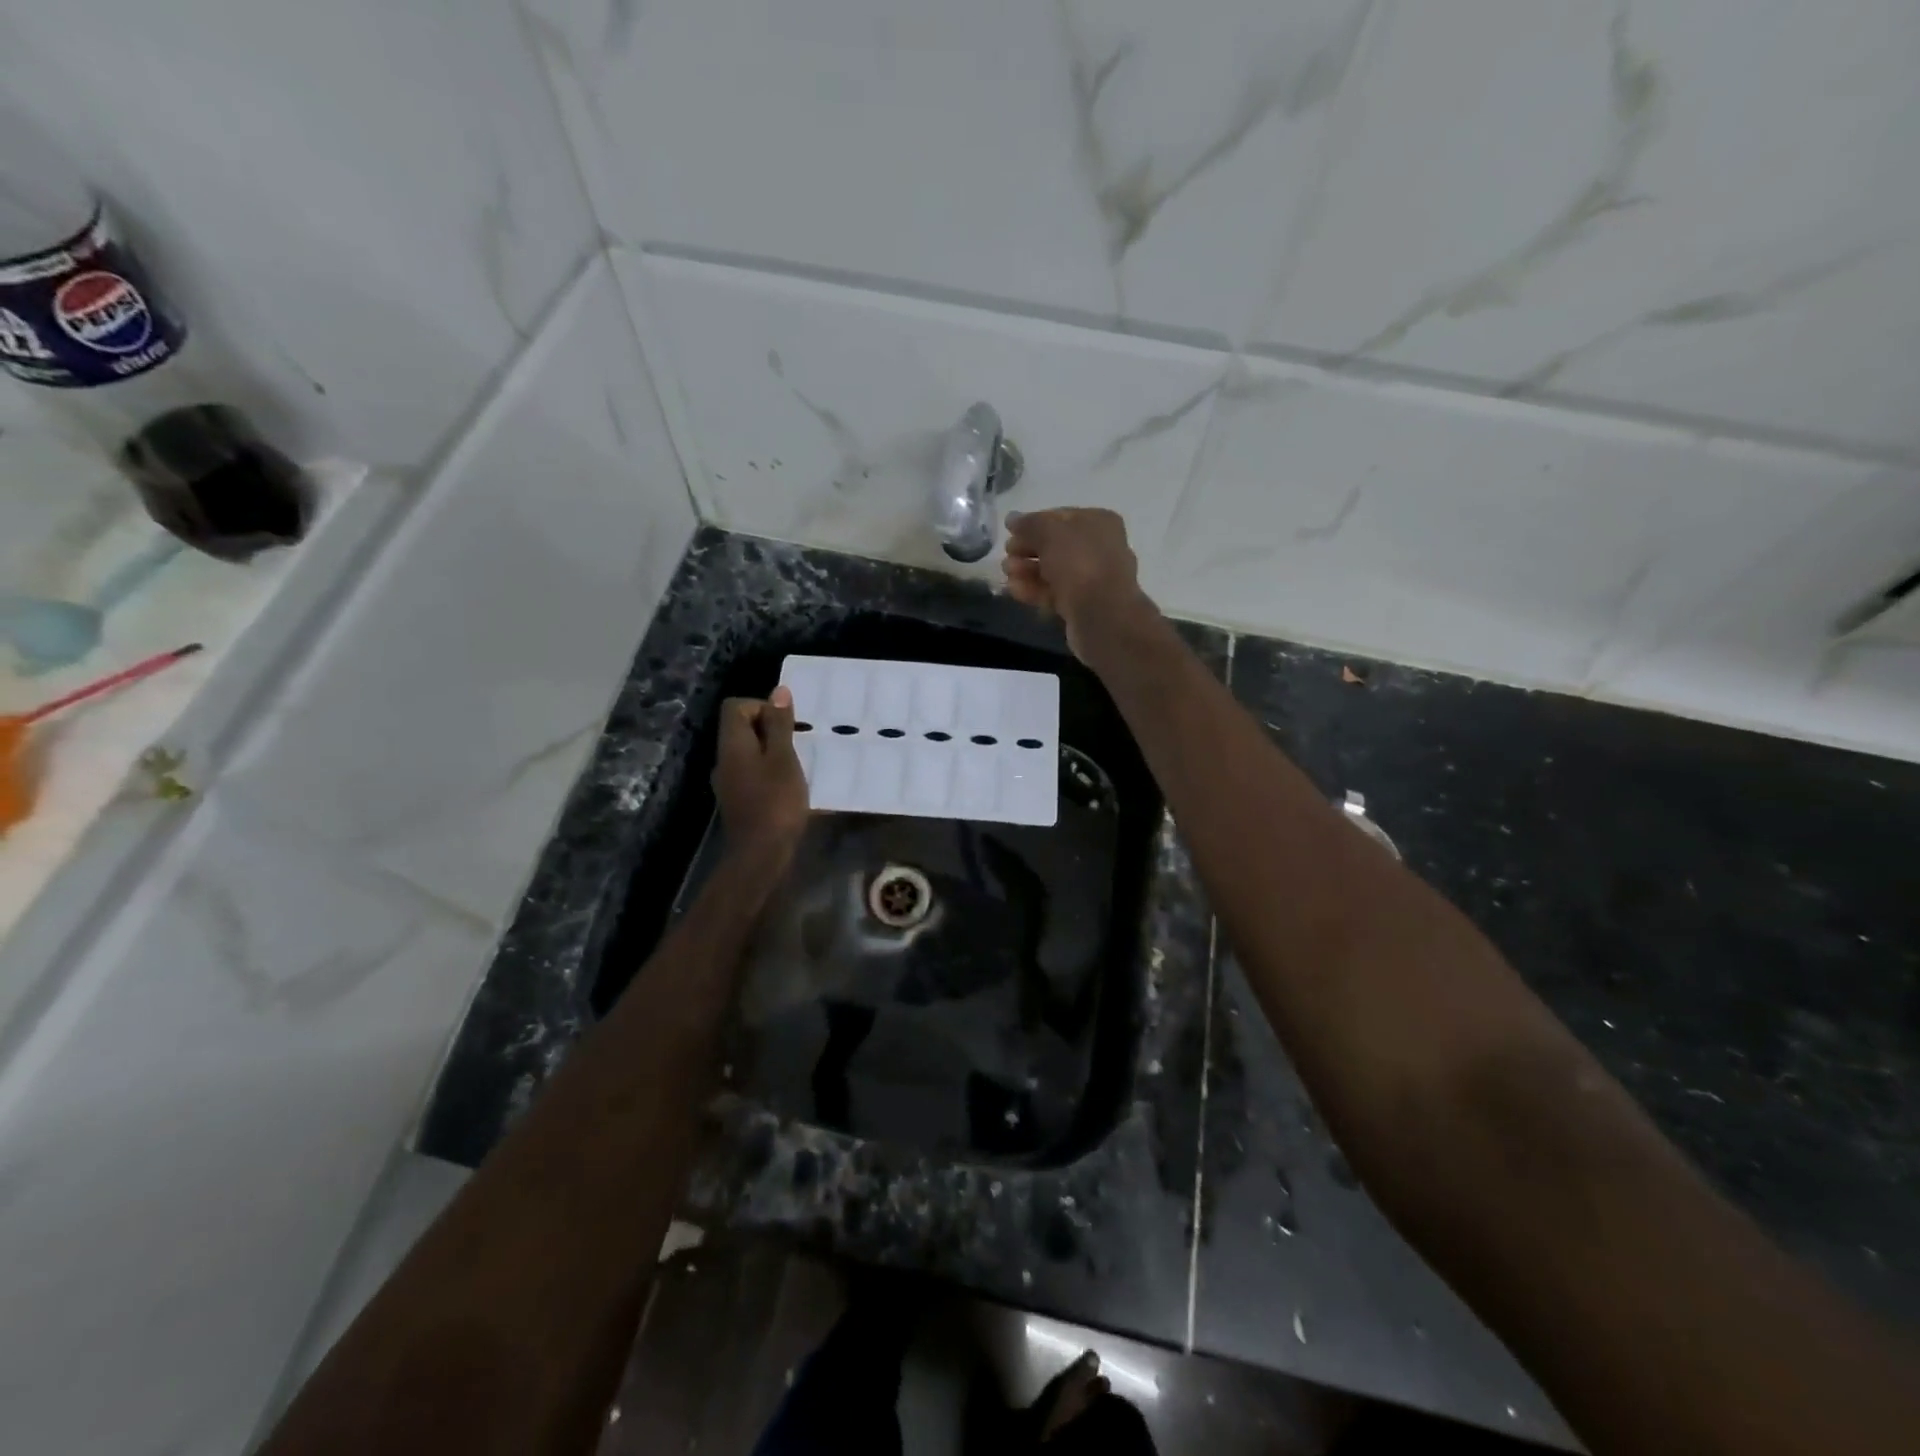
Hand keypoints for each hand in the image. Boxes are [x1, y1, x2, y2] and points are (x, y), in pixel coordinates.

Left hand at [713, 687, 809, 870]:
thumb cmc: (776, 802)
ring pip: (750, 752)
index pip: (735, 707)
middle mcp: (724, 759)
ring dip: (773, 752)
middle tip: (798, 744)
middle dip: (772, 729)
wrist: (760, 855)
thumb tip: (778, 691)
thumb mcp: (784, 759)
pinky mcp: (739, 800)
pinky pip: (753, 773)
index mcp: (732, 744)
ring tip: (799, 764)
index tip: (787, 725)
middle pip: (742, 728)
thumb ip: (780, 725)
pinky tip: (790, 786)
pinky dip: (771, 772)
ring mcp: (729, 781)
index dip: (762, 706)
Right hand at [1001, 508, 1156, 660]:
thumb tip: (1012, 519)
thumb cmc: (1079, 562)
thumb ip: (1028, 524)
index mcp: (1099, 522)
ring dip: (1027, 570)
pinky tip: (1015, 591)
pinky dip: (1034, 590)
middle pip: (1055, 545)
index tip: (1010, 533)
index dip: (1032, 524)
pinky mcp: (1082, 604)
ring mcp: (1092, 578)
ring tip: (1007, 574)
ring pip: (1054, 570)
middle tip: (1007, 555)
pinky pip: (1055, 592)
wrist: (1102, 615)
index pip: (1060, 517)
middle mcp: (1100, 547)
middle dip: (1027, 549)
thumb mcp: (1049, 532)